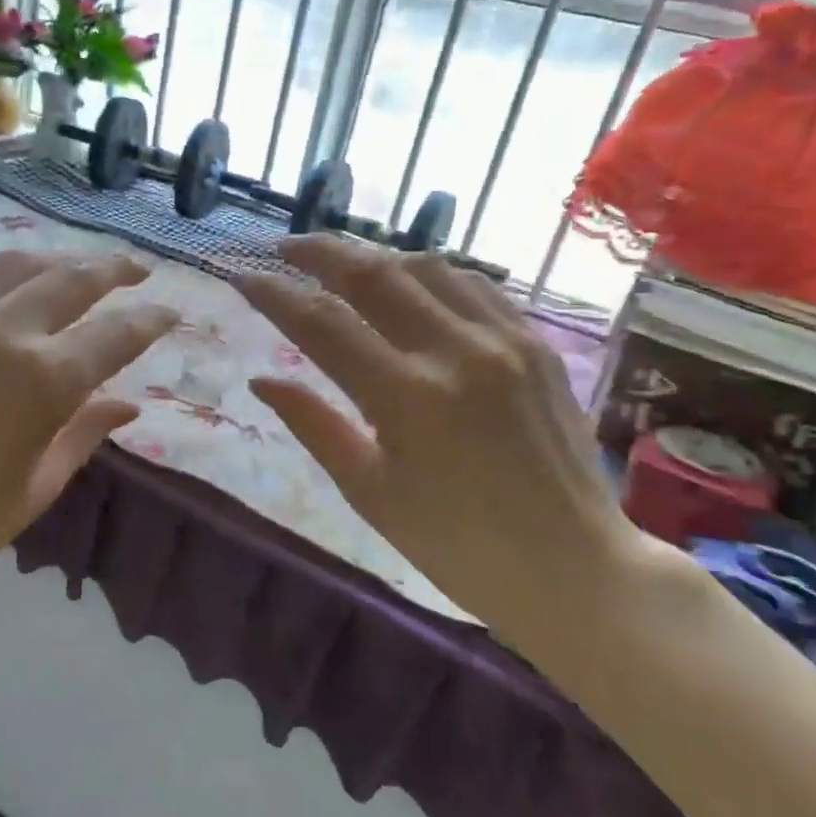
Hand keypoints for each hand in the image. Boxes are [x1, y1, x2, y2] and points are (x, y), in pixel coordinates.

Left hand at [0, 250, 176, 647]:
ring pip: (21, 263)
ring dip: (62, 261)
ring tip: (82, 267)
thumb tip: (127, 404)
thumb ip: (85, 433)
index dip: (151, 320)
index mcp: (47, 380)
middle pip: (75, 279)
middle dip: (115, 270)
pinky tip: (17, 286)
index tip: (170, 312)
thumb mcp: (36, 486)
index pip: (118, 333)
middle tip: (138, 270)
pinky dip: (7, 276)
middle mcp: (5, 330)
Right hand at [236, 236, 655, 646]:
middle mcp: (456, 353)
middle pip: (372, 273)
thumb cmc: (455, 546)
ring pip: (425, 266)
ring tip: (342, 265)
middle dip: (318, 251)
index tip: (242, 277)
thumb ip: (312, 425)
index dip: (274, 294)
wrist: (573, 568)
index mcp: (407, 399)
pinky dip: (430, 274)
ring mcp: (504, 341)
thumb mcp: (369, 492)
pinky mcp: (536, 343)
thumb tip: (261, 380)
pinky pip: (475, 285)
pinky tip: (410, 284)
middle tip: (284, 248)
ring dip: (374, 257)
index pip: (321, 323)